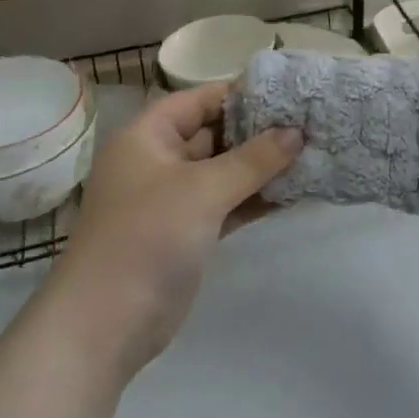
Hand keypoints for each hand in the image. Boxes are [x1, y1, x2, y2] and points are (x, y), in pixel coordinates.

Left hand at [57, 82, 300, 374]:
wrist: (107, 323)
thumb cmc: (148, 237)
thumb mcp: (204, 189)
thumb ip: (254, 159)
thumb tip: (297, 132)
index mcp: (147, 137)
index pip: (198, 100)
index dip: (240, 94)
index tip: (288, 94)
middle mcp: (158, 162)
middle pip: (214, 134)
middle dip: (259, 131)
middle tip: (309, 123)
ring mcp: (173, 200)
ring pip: (224, 172)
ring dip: (262, 167)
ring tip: (311, 154)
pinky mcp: (188, 233)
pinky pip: (227, 204)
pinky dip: (255, 198)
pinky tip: (294, 192)